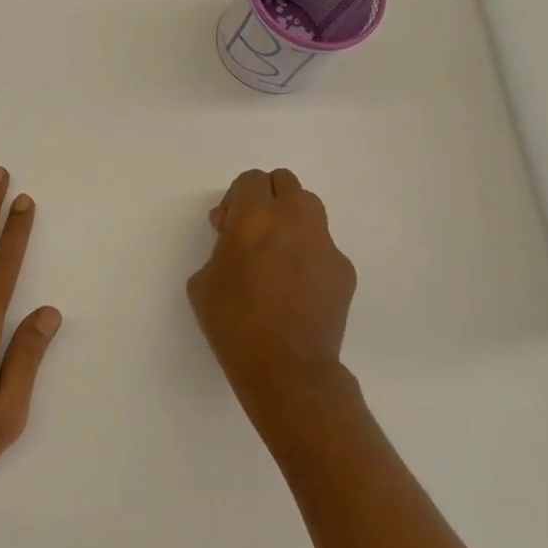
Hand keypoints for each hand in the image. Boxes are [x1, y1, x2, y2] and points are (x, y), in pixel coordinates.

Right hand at [187, 168, 358, 421]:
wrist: (286, 367)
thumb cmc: (233, 322)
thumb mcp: (203, 280)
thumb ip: (219, 246)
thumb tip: (234, 236)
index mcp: (254, 217)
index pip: (251, 180)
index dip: (236, 198)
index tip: (227, 225)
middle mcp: (294, 219)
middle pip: (285, 182)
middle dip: (267, 198)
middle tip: (253, 230)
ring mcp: (324, 243)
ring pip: (309, 208)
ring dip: (291, 218)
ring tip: (278, 252)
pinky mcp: (344, 269)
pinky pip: (323, 246)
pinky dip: (309, 253)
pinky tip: (297, 286)